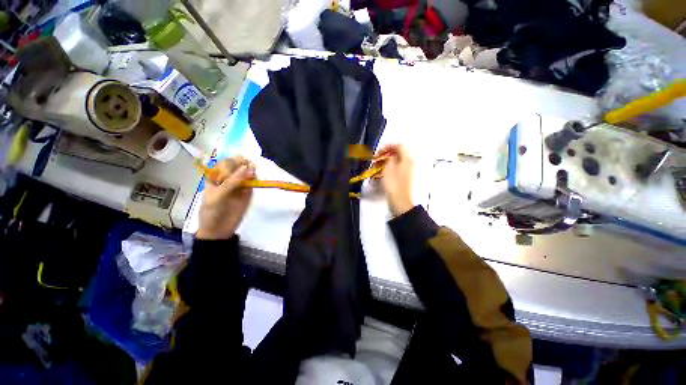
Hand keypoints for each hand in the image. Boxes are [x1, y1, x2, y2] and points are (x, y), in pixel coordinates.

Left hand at [197, 157, 255, 239]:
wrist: (220, 229)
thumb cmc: (213, 211)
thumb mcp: (218, 195)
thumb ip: (233, 182)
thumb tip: (248, 168)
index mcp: (216, 177)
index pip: (225, 163)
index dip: (233, 161)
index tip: (241, 162)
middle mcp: (228, 178)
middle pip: (238, 166)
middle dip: (244, 164)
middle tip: (250, 165)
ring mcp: (239, 184)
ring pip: (247, 173)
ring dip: (251, 170)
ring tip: (254, 173)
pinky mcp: (248, 192)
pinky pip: (252, 182)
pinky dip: (255, 179)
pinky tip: (256, 179)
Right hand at [378, 144, 413, 216]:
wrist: (399, 201)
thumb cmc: (393, 184)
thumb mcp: (388, 168)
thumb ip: (389, 158)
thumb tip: (389, 154)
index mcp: (406, 159)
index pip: (399, 146)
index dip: (389, 146)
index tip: (379, 150)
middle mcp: (408, 163)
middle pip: (398, 153)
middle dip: (386, 153)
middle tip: (377, 158)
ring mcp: (406, 171)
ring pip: (396, 160)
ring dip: (386, 160)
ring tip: (377, 165)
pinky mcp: (402, 177)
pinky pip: (395, 167)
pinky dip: (388, 167)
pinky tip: (381, 172)